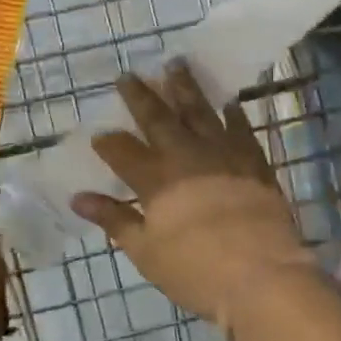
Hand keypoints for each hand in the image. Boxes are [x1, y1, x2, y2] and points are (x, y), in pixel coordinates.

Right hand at [72, 61, 314, 327]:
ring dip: (186, 88)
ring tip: (176, 64)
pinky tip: (228, 103)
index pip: (123, 151)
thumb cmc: (196, 271)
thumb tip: (78, 198)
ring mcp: (225, 156)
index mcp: (156, 180)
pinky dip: (233, 114)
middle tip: (129, 74)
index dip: (108, 142)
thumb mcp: (145, 252)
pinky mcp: (255, 164)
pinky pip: (242, 130)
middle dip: (141, 96)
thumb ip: (114, 220)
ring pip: (201, 112)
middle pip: (159, 119)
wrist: (262, 276)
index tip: (99, 134)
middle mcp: (188, 157)